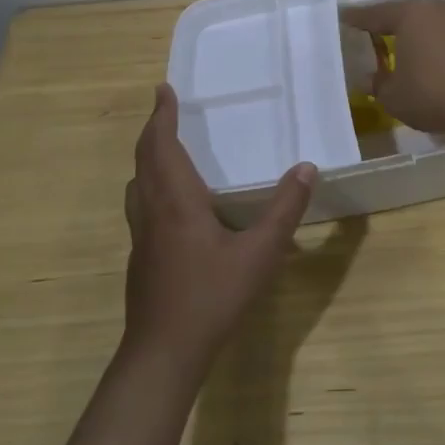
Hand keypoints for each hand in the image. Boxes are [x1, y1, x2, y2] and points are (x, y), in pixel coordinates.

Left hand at [123, 84, 315, 373]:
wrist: (163, 354)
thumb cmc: (211, 296)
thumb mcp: (260, 252)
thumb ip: (284, 209)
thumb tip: (306, 167)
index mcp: (176, 201)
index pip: (161, 145)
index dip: (161, 116)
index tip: (163, 89)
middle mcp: (152, 211)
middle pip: (144, 160)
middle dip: (153, 130)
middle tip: (165, 109)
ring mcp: (142, 237)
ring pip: (138, 185)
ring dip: (149, 158)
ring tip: (167, 148)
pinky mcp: (141, 258)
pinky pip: (142, 205)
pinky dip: (152, 185)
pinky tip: (173, 204)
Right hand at [340, 0, 444, 133]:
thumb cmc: (432, 92)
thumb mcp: (394, 96)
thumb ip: (378, 84)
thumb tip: (370, 78)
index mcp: (409, 15)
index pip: (376, 14)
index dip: (358, 19)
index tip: (345, 19)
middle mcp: (436, 10)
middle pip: (406, 14)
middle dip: (389, 24)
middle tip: (373, 33)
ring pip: (430, 24)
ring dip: (416, 36)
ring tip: (403, 49)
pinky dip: (436, 47)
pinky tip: (432, 62)